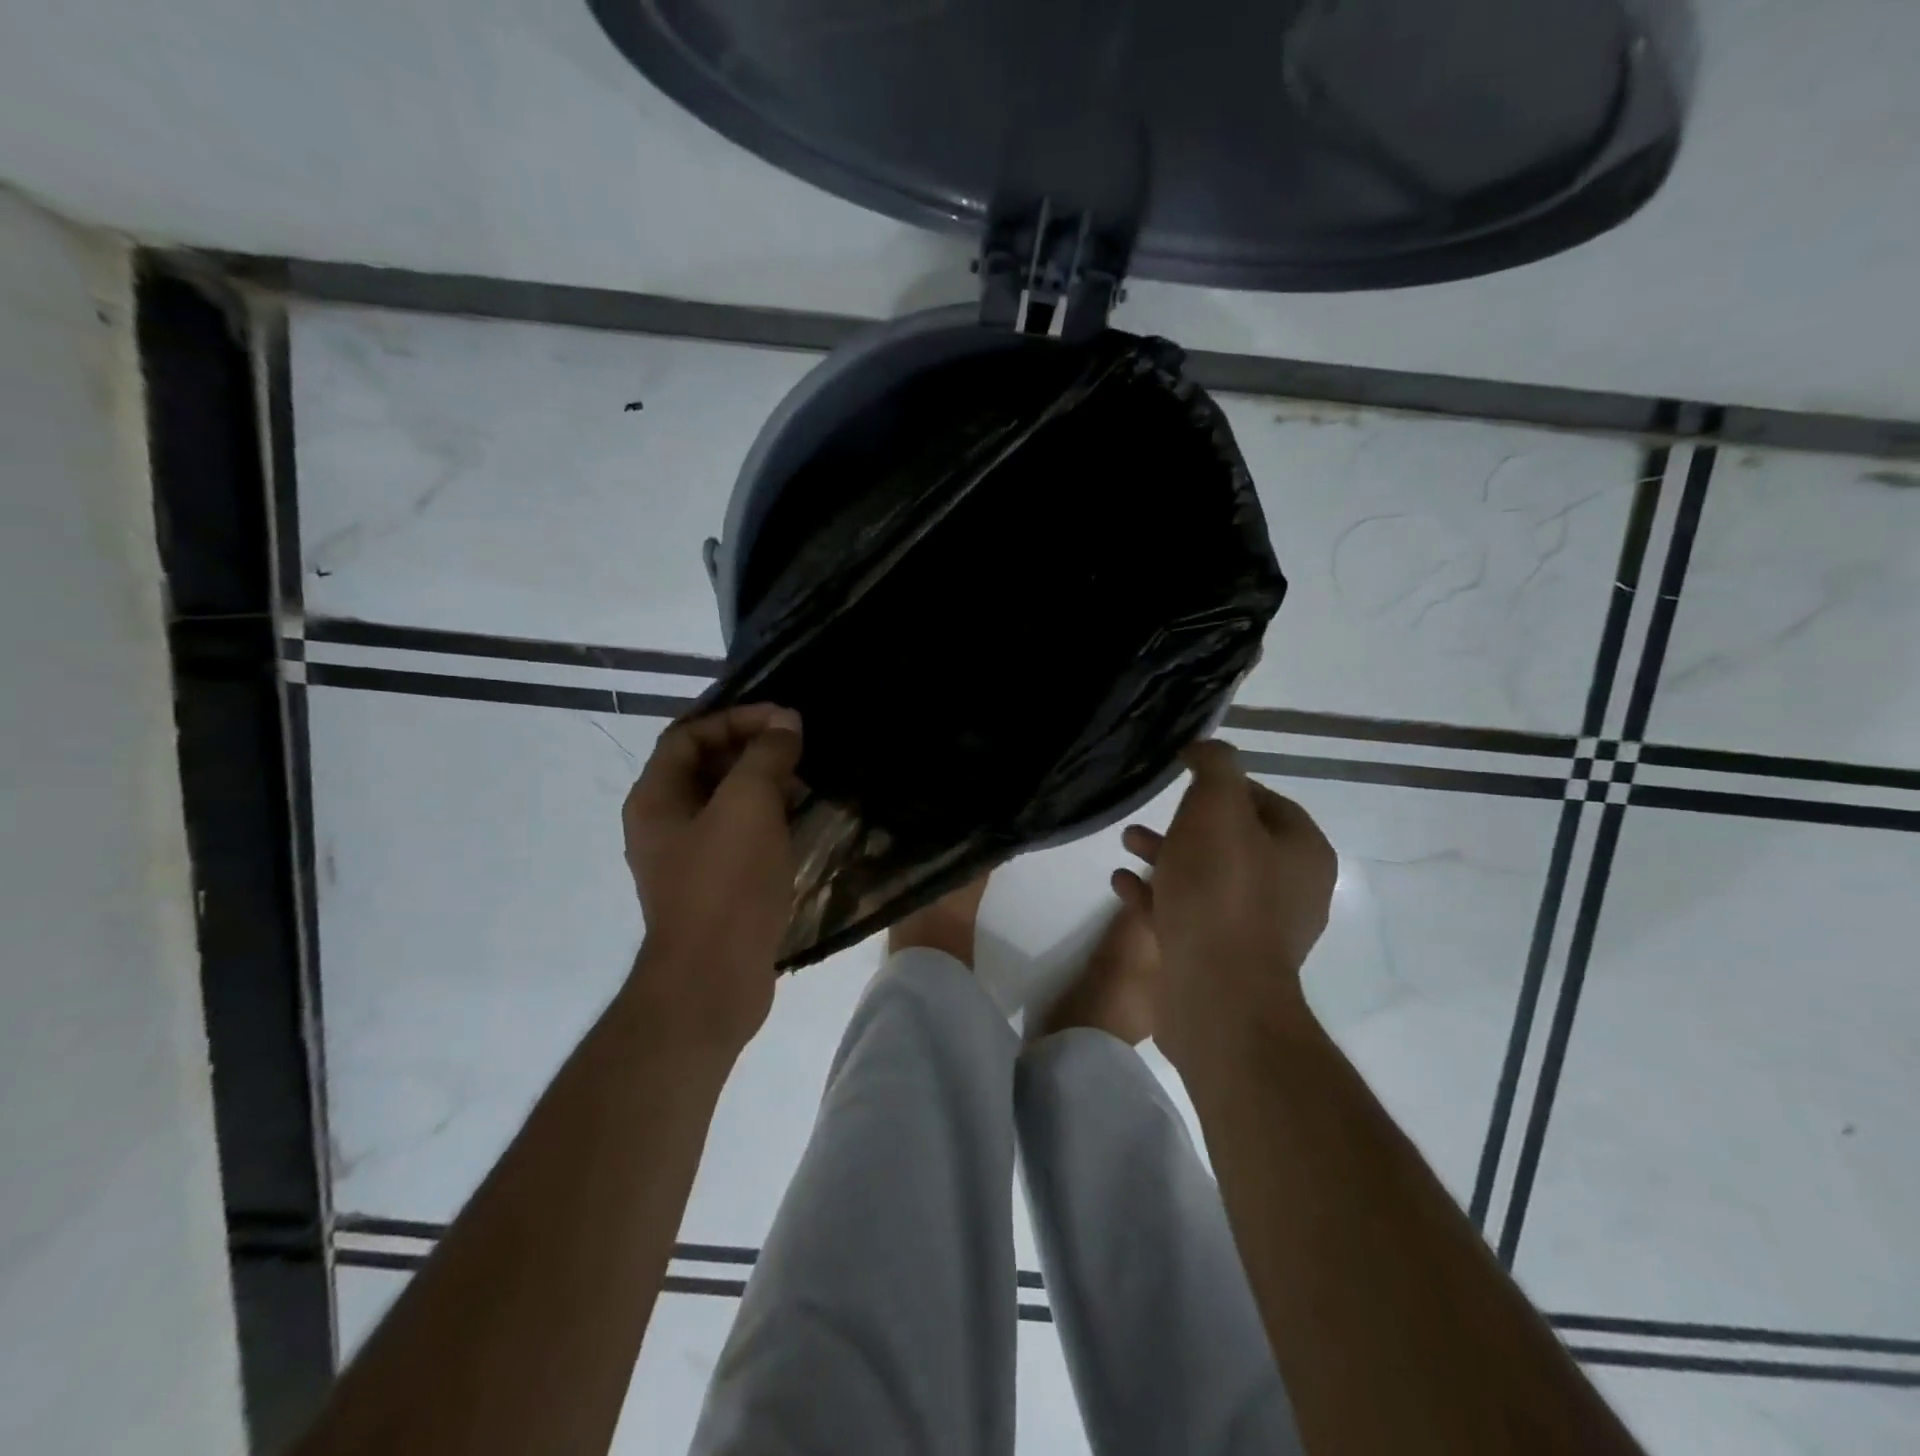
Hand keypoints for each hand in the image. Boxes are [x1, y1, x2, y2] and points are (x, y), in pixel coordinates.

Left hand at [621, 704, 802, 1056]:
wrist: (714, 980)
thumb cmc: (726, 884)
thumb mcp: (748, 806)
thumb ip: (766, 755)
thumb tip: (784, 722)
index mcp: (656, 799)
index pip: (688, 735)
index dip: (735, 718)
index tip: (783, 721)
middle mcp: (663, 824)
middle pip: (705, 767)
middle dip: (752, 749)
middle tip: (799, 749)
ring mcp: (687, 859)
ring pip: (725, 803)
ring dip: (763, 785)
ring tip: (807, 782)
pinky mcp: (713, 886)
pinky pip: (738, 836)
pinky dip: (766, 820)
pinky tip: (800, 823)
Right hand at [1114, 740, 1336, 1070]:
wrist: (1216, 993)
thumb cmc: (1220, 891)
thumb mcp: (1217, 809)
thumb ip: (1216, 767)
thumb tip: (1207, 748)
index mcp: (1302, 852)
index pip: (1266, 800)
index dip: (1224, 783)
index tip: (1184, 778)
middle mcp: (1290, 889)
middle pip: (1233, 840)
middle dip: (1187, 823)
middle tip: (1149, 814)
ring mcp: (1257, 929)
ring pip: (1206, 877)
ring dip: (1166, 856)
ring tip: (1126, 843)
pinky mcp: (1223, 959)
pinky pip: (1188, 913)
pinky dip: (1157, 894)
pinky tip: (1121, 885)